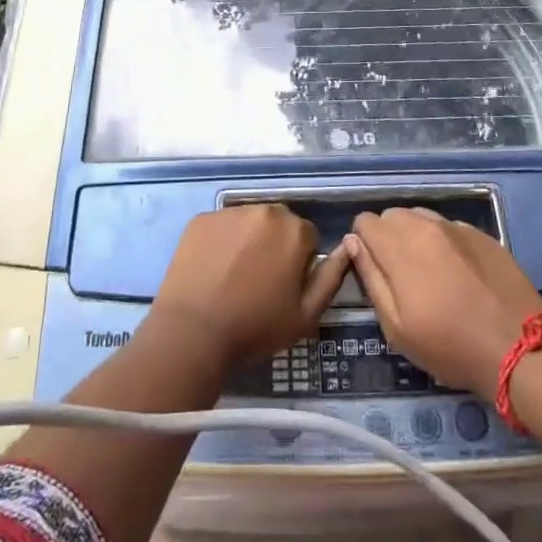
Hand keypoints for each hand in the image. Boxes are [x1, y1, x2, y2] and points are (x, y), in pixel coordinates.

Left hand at [151, 204, 349, 367]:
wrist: (194, 331)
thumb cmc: (256, 327)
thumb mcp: (306, 315)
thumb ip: (331, 278)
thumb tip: (348, 247)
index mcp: (294, 231)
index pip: (307, 238)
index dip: (299, 263)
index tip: (284, 287)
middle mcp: (265, 210)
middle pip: (278, 223)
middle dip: (274, 245)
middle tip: (259, 280)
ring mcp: (229, 211)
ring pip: (248, 222)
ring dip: (248, 240)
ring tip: (233, 275)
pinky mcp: (201, 218)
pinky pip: (219, 226)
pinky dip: (220, 241)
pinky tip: (211, 268)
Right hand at [346, 208, 541, 399]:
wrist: (520, 347)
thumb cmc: (450, 346)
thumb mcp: (397, 327)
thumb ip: (371, 278)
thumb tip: (354, 243)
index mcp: (399, 246)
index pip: (365, 221)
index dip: (363, 244)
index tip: (375, 270)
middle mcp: (425, 226)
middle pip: (392, 215)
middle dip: (388, 237)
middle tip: (401, 275)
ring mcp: (456, 227)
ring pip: (420, 217)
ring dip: (415, 236)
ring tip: (430, 272)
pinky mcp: (481, 234)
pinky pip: (449, 227)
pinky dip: (444, 242)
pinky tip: (458, 273)